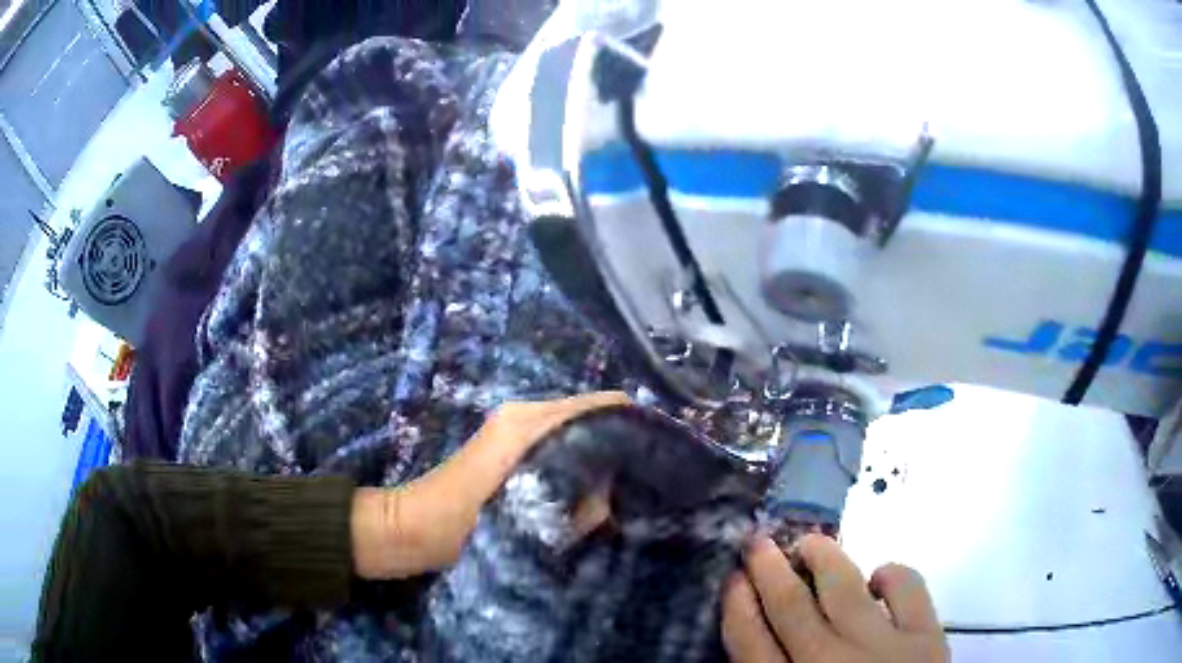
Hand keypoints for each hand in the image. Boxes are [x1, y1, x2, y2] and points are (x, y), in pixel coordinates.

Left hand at [352, 392, 629, 578]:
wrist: (411, 527)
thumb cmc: (461, 524)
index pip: (599, 406)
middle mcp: (524, 413)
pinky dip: (575, 460)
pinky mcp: (506, 443)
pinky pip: (556, 443)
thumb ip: (577, 505)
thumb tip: (612, 495)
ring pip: (574, 430)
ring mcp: (513, 425)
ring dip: (595, 455)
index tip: (661, 451)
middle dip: (616, 443)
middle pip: (589, 415)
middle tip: (641, 480)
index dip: (633, 423)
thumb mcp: (526, 519)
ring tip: (616, 490)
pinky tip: (584, 490)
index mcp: (529, 423)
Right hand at [723, 535, 948, 662]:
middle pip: (791, 606)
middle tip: (758, 542)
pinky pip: (908, 590)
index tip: (733, 578)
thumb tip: (757, 643)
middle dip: (769, 570)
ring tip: (811, 542)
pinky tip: (879, 576)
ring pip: (845, 588)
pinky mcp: (926, 636)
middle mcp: (827, 661)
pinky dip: (892, 574)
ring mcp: (880, 646)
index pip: (749, 641)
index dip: (737, 605)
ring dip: (824, 557)